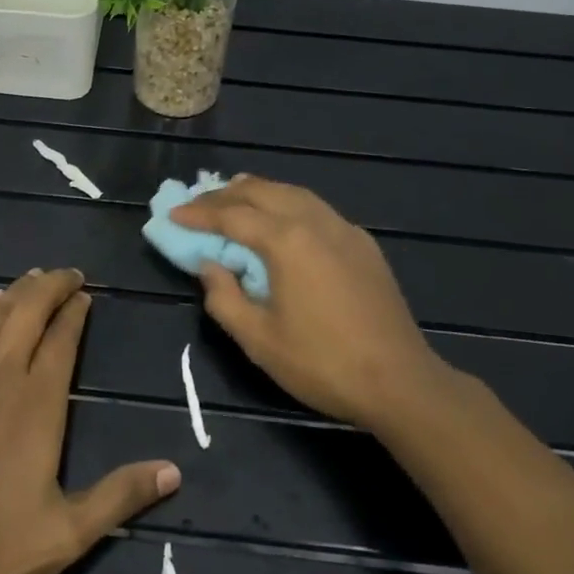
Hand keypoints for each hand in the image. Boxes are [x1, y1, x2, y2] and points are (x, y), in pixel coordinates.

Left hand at [0, 268, 180, 573]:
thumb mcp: (66, 535)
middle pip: (27, 311)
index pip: (61, 339)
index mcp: (36, 402)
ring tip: (33, 279)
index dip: (75, 311)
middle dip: (50, 286)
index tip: (85, 294)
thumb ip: (120, 497)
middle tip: (68, 274)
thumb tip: (174, 471)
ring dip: (17, 292)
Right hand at [171, 176, 453, 429]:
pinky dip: (289, 203)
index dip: (199, 214)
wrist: (400, 381)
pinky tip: (283, 218)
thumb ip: (224, 297)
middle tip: (199, 202)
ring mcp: (345, 230)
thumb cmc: (322, 363)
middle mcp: (316, 222)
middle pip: (264, 192)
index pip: (232, 216)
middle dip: (226, 194)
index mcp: (287, 241)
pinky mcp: (363, 244)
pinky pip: (317, 208)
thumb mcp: (258, 340)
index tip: (174, 214)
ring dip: (259, 191)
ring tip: (234, 195)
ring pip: (294, 193)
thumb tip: (210, 266)